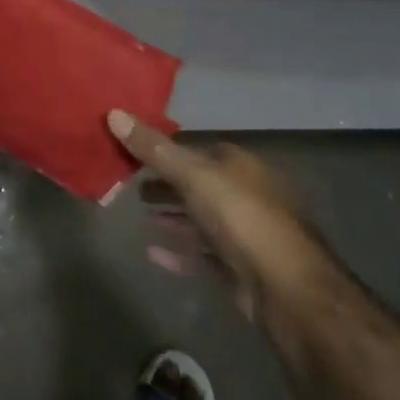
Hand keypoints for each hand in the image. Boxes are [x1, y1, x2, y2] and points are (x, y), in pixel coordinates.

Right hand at [107, 111, 320, 320]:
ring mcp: (244, 233)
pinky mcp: (240, 268)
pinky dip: (179, 251)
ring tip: (142, 213)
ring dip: (173, 215)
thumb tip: (113, 112)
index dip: (164, 149)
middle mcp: (245, 193)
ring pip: (201, 218)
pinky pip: (202, 253)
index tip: (132, 152)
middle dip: (167, 183)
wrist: (285, 287)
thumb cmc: (240, 216)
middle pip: (198, 183)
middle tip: (131, 184)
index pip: (196, 148)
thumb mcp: (192, 174)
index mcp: (238, 164)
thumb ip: (153, 148)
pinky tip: (153, 252)